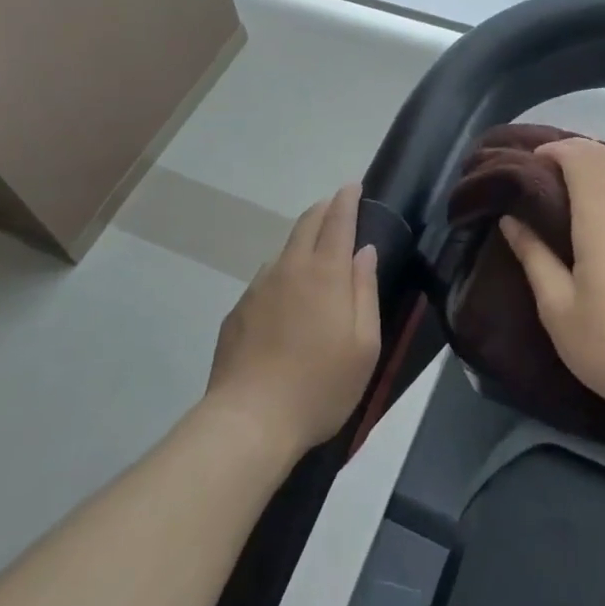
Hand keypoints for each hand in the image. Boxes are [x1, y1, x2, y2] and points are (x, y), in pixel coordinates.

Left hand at [205, 183, 380, 451]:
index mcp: (326, 273)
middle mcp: (290, 269)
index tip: (353, 185)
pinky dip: (282, 273)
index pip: (338, 221)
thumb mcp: (364, 345)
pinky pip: (266, 279)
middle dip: (324, 209)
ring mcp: (259, 288)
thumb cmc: (320, 386)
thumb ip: (366, 291)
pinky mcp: (238, 311)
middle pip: (307, 224)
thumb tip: (365, 252)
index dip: (347, 199)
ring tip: (313, 253)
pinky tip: (285, 299)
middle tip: (336, 205)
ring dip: (302, 241)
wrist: (248, 421)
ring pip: (284, 250)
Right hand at [498, 138, 604, 432]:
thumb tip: (510, 219)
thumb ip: (533, 255)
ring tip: (572, 191)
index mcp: (603, 215)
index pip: (581, 157)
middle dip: (575, 153)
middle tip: (545, 175)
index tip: (529, 165)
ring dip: (600, 167)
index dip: (554, 151)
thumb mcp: (557, 307)